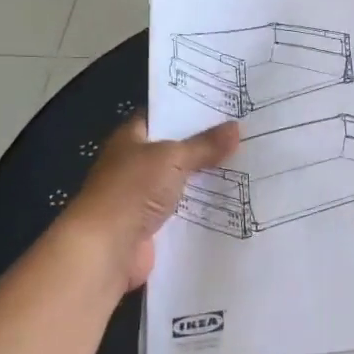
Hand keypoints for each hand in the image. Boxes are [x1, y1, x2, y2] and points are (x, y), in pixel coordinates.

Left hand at [58, 116, 238, 294]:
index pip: (162, 116)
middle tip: (244, 135)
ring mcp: (143, 197)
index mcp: (131, 138)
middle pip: (175, 150)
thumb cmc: (132, 190)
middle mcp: (135, 164)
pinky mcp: (153, 226)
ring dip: (207, 179)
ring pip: (182, 182)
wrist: (105, 249)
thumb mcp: (173, 158)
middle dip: (205, 146)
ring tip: (248, 166)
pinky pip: (184, 212)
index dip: (189, 110)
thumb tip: (236, 128)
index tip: (223, 105)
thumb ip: (204, 145)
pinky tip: (234, 202)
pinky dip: (204, 209)